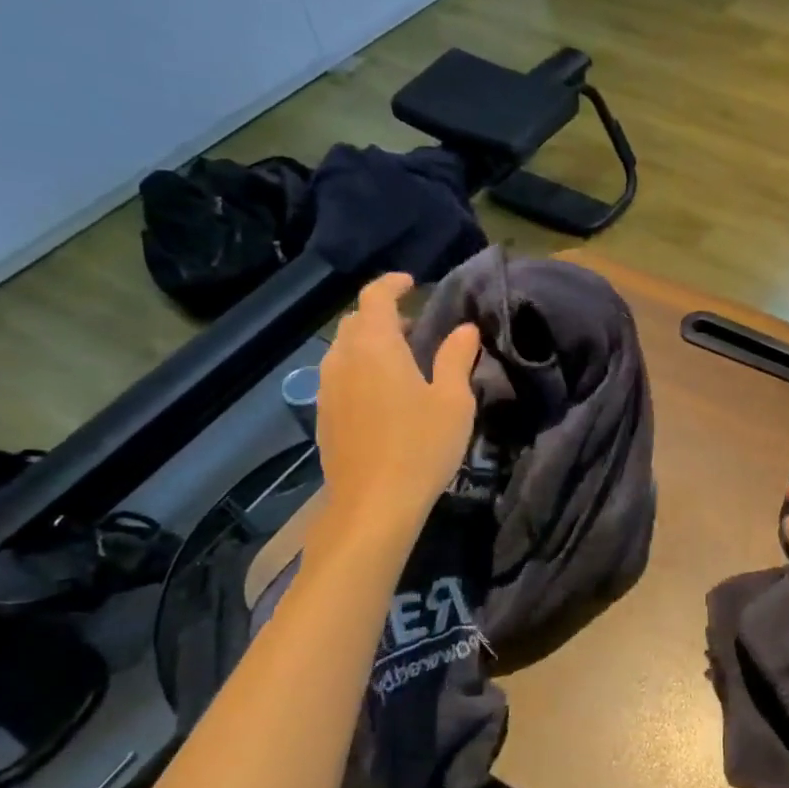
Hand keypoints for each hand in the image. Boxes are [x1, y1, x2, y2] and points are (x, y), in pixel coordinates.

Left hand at [315, 274, 480, 534]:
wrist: (373, 504)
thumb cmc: (421, 447)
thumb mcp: (453, 401)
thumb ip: (456, 358)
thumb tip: (464, 328)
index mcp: (376, 346)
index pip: (374, 296)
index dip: (392, 284)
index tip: (413, 283)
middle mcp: (343, 359)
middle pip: (355, 321)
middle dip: (383, 315)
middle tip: (416, 327)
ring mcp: (327, 388)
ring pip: (344, 349)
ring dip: (369, 343)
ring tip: (401, 361)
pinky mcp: (323, 415)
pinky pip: (338, 375)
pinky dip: (359, 368)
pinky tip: (383, 394)